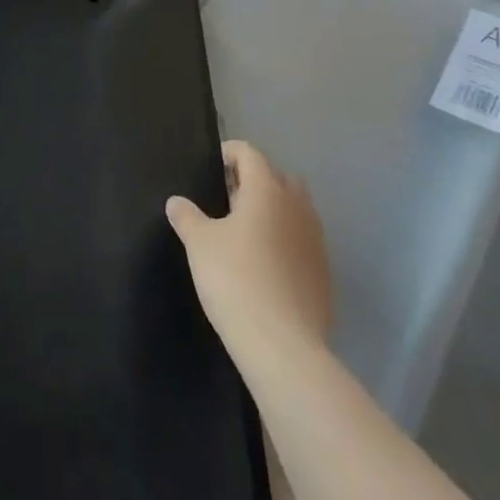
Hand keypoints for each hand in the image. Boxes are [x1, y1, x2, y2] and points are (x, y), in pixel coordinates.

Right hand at [166, 140, 331, 358]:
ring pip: (296, 210)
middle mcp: (297, 207)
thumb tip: (176, 202)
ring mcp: (315, 241)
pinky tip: (266, 264)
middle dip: (257, 180)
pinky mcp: (324, 273)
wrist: (283, 346)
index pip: (250, 154)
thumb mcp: (199, 244)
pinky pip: (303, 241)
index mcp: (267, 190)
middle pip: (279, 177)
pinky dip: (287, 241)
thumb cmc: (235, 280)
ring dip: (275, 211)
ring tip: (248, 231)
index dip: (230, 153)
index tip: (213, 165)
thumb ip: (187, 217)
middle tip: (230, 198)